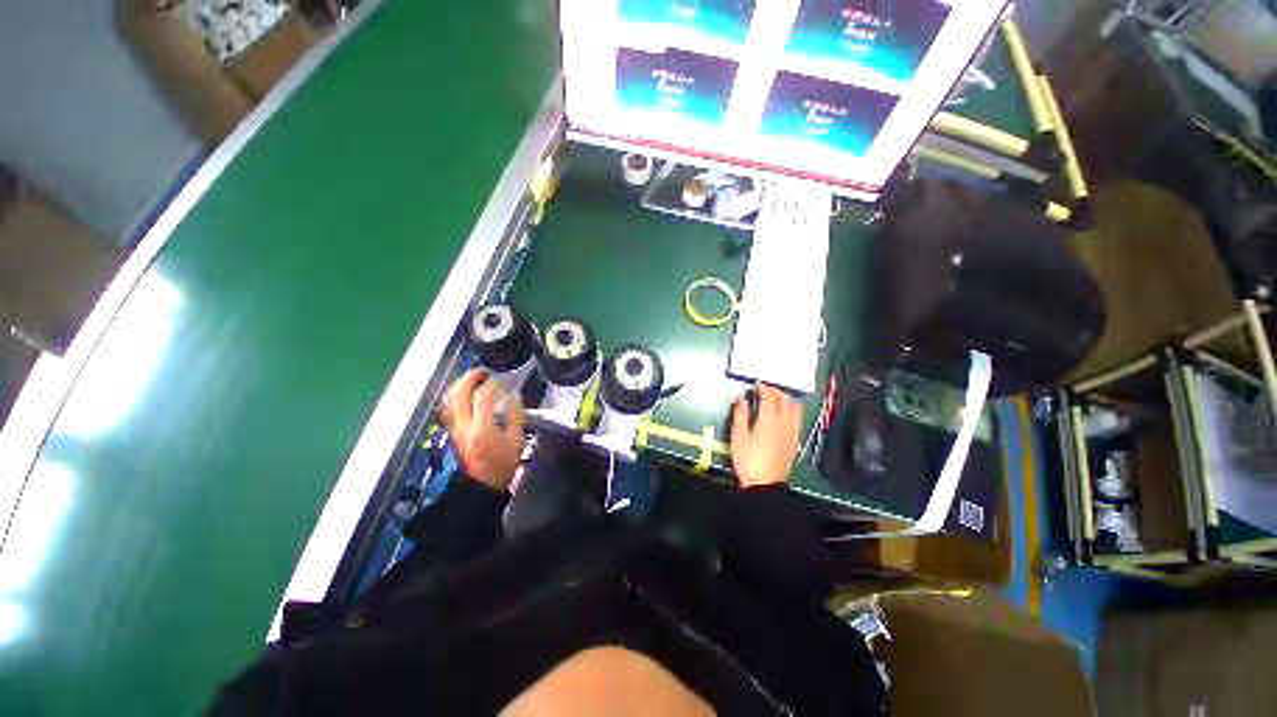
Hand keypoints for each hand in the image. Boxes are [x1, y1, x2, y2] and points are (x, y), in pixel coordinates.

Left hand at [442, 368, 525, 490]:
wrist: (480, 485)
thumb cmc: (502, 464)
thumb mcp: (516, 441)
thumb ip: (515, 415)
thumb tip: (513, 395)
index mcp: (482, 429)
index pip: (482, 397)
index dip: (492, 384)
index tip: (502, 380)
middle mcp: (463, 426)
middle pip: (458, 393)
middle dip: (470, 378)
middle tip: (483, 371)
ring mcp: (453, 428)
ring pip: (449, 399)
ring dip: (460, 384)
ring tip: (475, 378)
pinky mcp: (451, 431)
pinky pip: (448, 407)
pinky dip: (456, 394)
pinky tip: (466, 392)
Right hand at [729, 383, 800, 488]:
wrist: (764, 485)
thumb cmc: (748, 460)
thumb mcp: (738, 437)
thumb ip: (740, 415)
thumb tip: (741, 400)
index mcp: (768, 420)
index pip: (770, 397)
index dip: (764, 387)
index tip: (757, 384)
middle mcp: (784, 424)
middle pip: (786, 400)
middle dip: (777, 391)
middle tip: (767, 389)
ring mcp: (792, 433)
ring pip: (796, 409)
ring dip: (787, 400)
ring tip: (777, 400)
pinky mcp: (795, 442)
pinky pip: (798, 420)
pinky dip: (792, 412)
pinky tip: (784, 416)